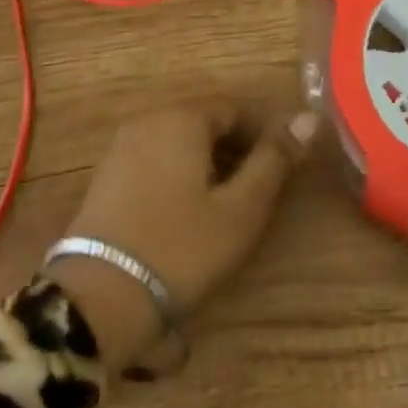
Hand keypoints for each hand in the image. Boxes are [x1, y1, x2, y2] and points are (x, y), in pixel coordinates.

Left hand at [45, 102, 317, 366]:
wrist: (98, 299)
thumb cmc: (180, 249)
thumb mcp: (240, 209)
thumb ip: (274, 160)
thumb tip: (309, 117)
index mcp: (183, 117)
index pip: (234, 108)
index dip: (262, 135)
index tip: (278, 171)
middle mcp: (149, 119)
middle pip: (204, 122)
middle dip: (233, 149)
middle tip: (254, 194)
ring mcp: (122, 146)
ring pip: (178, 141)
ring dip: (205, 164)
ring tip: (223, 207)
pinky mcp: (106, 175)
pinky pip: (154, 159)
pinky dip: (176, 175)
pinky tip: (184, 214)